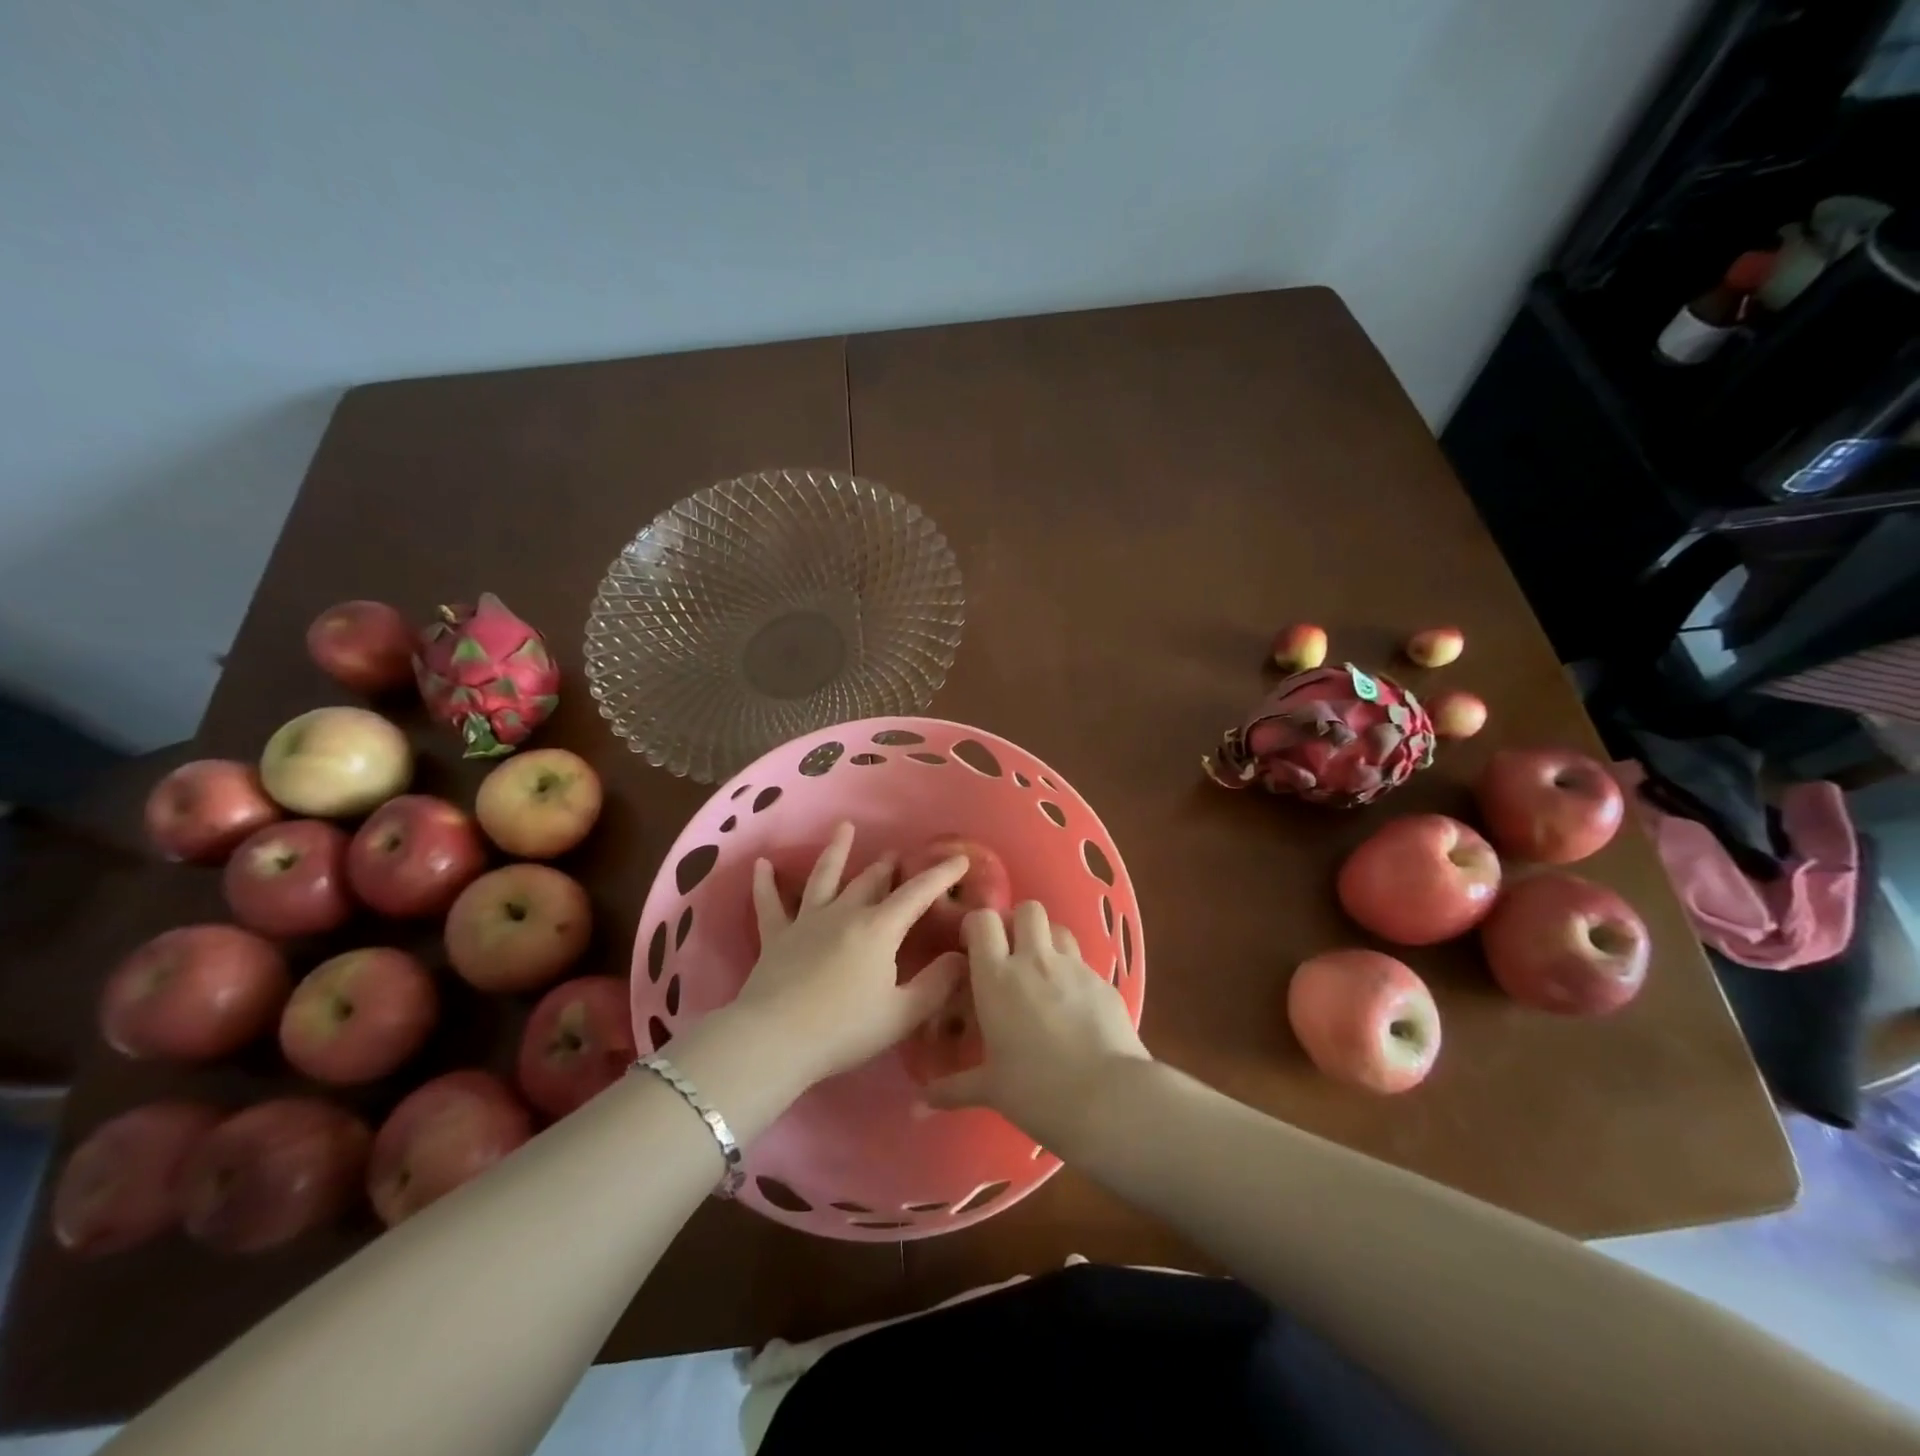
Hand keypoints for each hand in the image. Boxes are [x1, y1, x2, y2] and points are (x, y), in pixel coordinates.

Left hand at [731, 822, 969, 1087]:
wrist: (774, 1040)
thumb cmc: (844, 1030)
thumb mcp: (902, 1014)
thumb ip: (937, 985)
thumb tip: (962, 957)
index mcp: (878, 929)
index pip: (917, 893)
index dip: (941, 875)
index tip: (959, 859)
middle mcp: (844, 913)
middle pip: (870, 881)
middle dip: (888, 866)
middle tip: (897, 854)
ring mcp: (806, 921)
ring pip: (824, 877)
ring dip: (836, 851)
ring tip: (845, 828)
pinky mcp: (776, 937)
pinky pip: (769, 903)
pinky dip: (765, 883)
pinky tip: (762, 864)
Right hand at [923, 900, 1149, 1144]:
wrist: (1107, 1099)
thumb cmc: (1036, 1091)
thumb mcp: (990, 1089)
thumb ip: (952, 1088)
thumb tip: (919, 1102)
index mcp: (997, 978)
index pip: (983, 921)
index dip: (977, 926)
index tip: (973, 946)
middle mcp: (1035, 961)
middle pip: (1028, 910)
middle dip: (1018, 923)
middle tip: (1012, 953)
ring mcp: (1074, 967)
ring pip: (1059, 929)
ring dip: (1048, 941)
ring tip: (1043, 972)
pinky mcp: (1103, 982)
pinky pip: (1084, 963)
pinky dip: (1074, 974)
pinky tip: (1075, 1005)